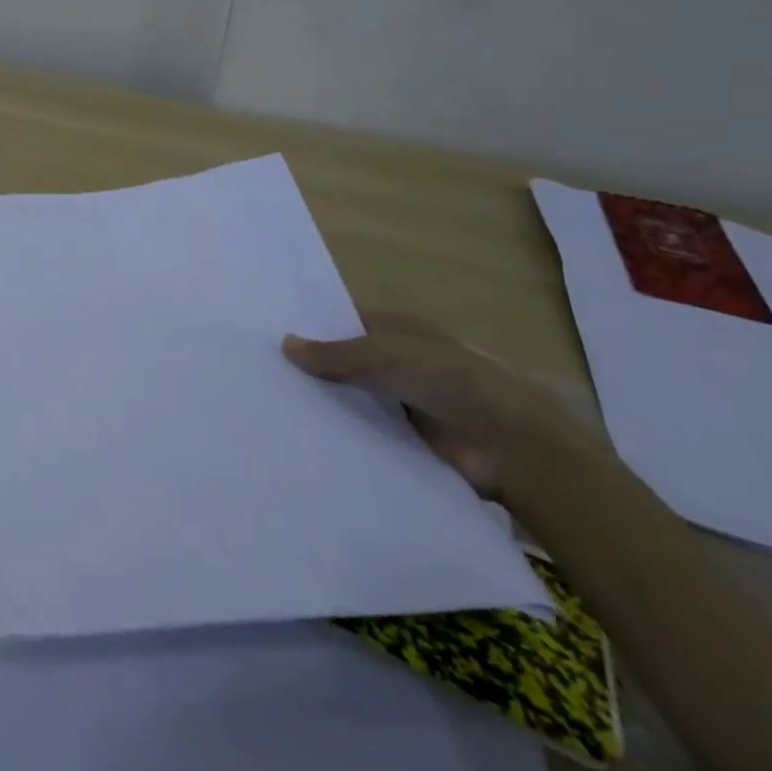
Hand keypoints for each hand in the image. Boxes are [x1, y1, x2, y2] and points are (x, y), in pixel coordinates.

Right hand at [281, 311, 576, 500]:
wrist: (512, 446)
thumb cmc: (452, 381)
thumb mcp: (388, 354)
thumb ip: (336, 353)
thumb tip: (284, 343)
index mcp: (398, 332)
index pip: (345, 324)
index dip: (311, 329)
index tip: (267, 338)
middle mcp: (398, 364)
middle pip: (345, 363)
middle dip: (310, 369)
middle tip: (258, 377)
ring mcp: (401, 403)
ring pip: (351, 399)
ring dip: (322, 405)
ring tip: (269, 410)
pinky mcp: (403, 441)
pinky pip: (363, 433)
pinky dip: (339, 435)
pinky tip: (300, 440)